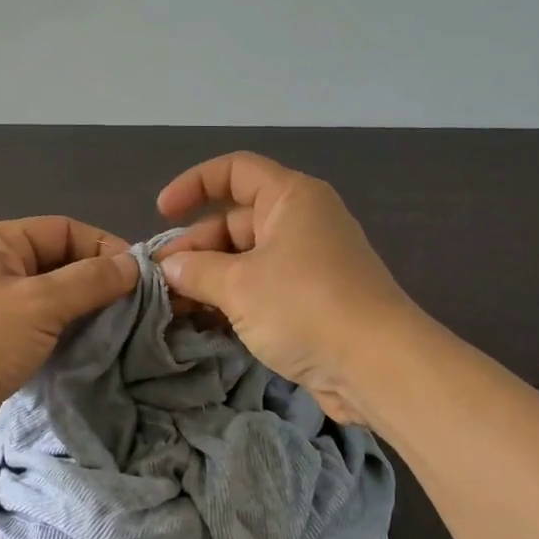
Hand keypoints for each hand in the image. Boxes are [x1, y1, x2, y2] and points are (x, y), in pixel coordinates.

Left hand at [0, 217, 138, 460]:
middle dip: (98, 280)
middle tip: (138, 306)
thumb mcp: (39, 302)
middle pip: (61, 262)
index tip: (139, 276)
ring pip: (55, 298)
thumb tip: (134, 265)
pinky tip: (97, 348)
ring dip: (87, 311)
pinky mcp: (0, 344)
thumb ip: (90, 281)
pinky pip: (45, 328)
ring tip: (124, 328)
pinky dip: (70, 334)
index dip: (102, 246)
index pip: (63, 229)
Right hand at [153, 152, 417, 424]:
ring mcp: (307, 264)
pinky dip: (232, 300)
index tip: (162, 212)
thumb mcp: (239, 285)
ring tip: (171, 306)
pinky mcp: (311, 301)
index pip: (235, 171)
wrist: (378, 367)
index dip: (194, 184)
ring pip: (245, 260)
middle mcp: (301, 222)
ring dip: (208, 279)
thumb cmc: (305, 306)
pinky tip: (201, 323)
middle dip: (194, 247)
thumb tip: (169, 267)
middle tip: (159, 280)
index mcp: (291, 198)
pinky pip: (261, 289)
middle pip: (234, 221)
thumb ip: (196, 270)